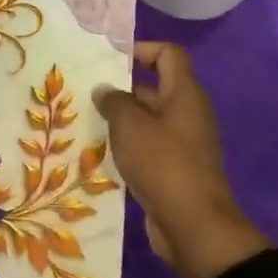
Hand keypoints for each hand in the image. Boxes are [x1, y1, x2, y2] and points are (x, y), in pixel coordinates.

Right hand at [94, 42, 267, 277]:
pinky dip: (125, 147)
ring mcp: (181, 143)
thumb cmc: (163, 165)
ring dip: (118, 121)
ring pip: (146, 120)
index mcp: (184, 95)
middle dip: (119, 90)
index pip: (168, 54)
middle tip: (83, 94)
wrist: (193, 227)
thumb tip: (105, 90)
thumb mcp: (131, 126)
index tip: (109, 60)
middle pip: (153, 88)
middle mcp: (186, 114)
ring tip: (83, 122)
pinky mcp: (173, 169)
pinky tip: (98, 154)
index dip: (141, 49)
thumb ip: (114, 102)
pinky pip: (146, 147)